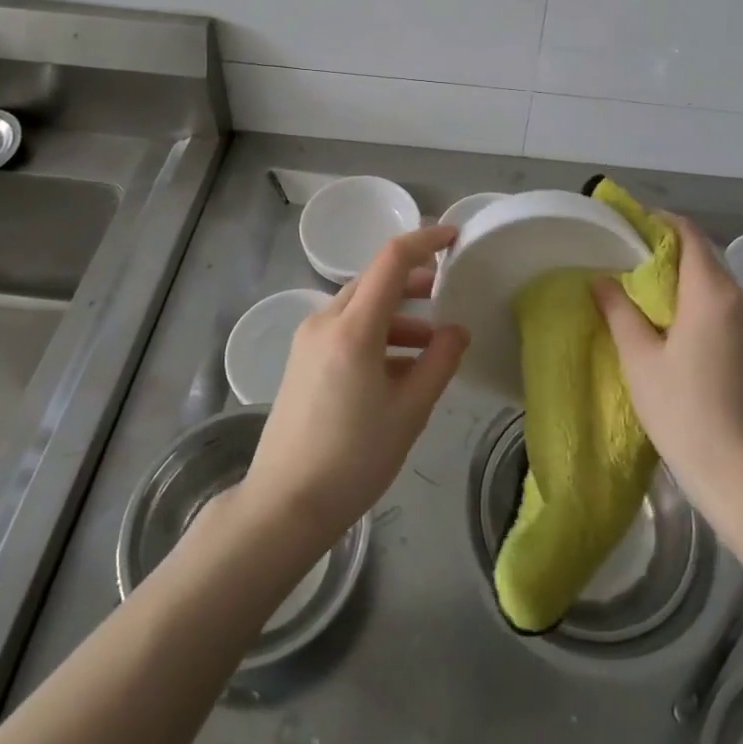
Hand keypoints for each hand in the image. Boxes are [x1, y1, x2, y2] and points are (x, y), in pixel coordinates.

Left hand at [239, 225, 468, 552]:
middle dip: (414, 279)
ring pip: (361, 305)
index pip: (392, 260)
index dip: (425, 241)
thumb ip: (440, 362)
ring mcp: (309, 340)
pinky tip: (402, 366)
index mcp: (353, 328)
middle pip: (375, 279)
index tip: (455, 237)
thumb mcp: (409, 411)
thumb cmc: (354, 459)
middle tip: (450, 291)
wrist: (284, 505)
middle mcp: (326, 321)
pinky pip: (347, 329)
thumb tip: (458, 330)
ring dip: (398, 312)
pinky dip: (378, 334)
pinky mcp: (303, 359)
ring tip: (433, 341)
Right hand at [593, 214, 742, 514]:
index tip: (628, 224)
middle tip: (625, 258)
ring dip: (682, 278)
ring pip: (716, 283)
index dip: (659, 222)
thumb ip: (619, 311)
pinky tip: (672, 323)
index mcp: (714, 293)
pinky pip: (725, 307)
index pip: (689, 235)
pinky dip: (698, 301)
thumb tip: (601, 279)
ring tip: (642, 290)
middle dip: (667, 251)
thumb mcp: (640, 360)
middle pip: (704, 257)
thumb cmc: (685, 412)